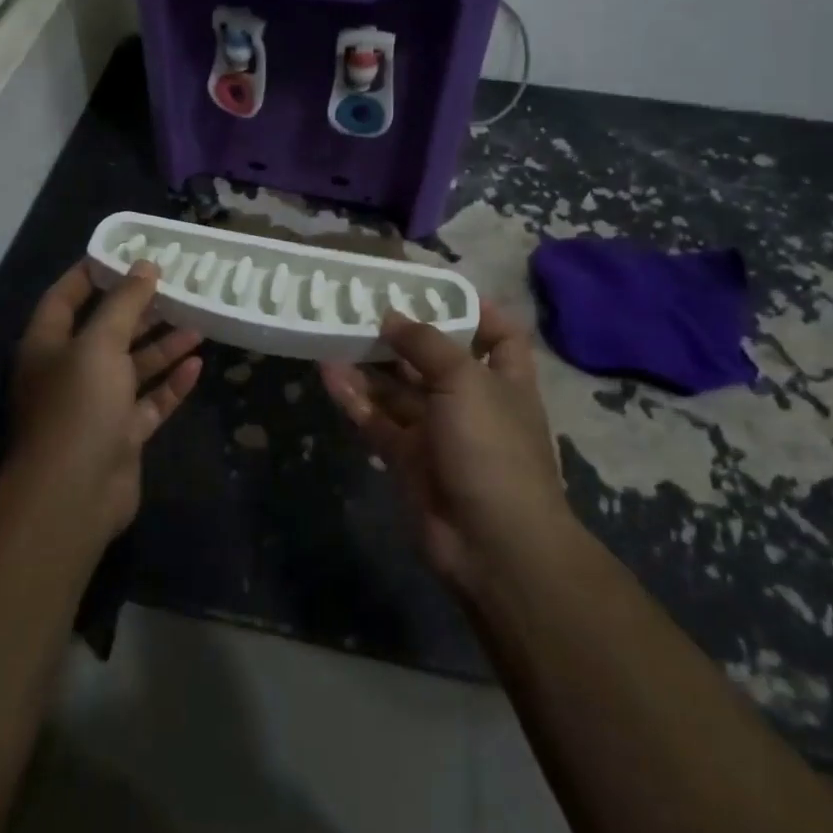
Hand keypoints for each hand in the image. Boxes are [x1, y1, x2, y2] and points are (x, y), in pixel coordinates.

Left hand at [9, 261, 202, 542]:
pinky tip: (198, 365)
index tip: (125, 252)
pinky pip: (149, 402)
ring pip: (133, 367)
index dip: (91, 273)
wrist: (73, 495)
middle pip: (106, 331)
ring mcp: (96, 406)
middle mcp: (69, 372)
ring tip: (198, 320)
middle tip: (176, 285)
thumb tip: (145, 265)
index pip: (65, 297)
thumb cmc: (77, 406)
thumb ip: (124, 303)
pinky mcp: (121, 435)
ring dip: (163, 345)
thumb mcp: (99, 344)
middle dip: (140, 309)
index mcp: (48, 346)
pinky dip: (171, 385)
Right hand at [319, 301, 570, 594]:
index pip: (499, 334)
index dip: (475, 309)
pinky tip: (328, 372)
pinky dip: (354, 398)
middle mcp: (472, 401)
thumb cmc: (492, 447)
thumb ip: (426, 343)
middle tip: (363, 304)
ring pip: (399, 389)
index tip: (435, 289)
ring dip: (370, 364)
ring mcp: (438, 432)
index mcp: (504, 379)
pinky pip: (377, 420)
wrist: (492, 543)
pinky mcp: (407, 458)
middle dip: (404, 333)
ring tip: (334, 331)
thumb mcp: (465, 380)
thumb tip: (392, 316)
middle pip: (435, 358)